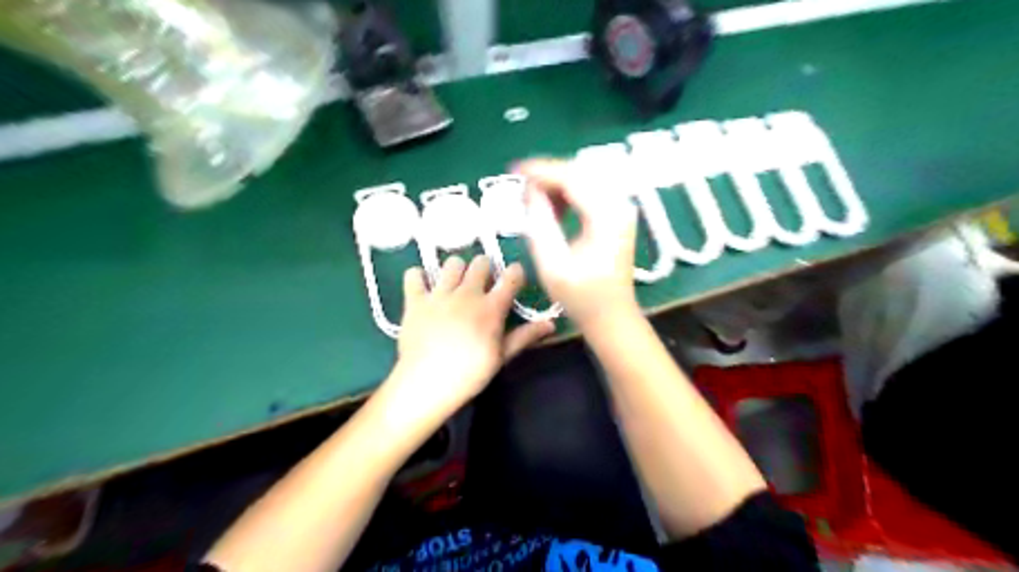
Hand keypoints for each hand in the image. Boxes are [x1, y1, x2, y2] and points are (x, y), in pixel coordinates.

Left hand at [384, 256, 556, 420]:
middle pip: (481, 262)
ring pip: (451, 263)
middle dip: (485, 268)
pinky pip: (414, 275)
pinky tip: (424, 288)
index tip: (513, 279)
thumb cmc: (470, 374)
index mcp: (491, 307)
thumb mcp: (502, 357)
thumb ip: (525, 336)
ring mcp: (439, 294)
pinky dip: (419, 277)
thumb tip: (551, 325)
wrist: (427, 384)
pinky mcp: (415, 300)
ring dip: (456, 270)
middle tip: (482, 284)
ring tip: (455, 284)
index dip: (515, 273)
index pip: (511, 276)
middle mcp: (467, 294)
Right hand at [518, 159, 634, 330]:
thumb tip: (529, 192)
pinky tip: (553, 207)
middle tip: (520, 186)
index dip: (541, 171)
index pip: (572, 178)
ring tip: (532, 199)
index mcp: (606, 216)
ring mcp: (620, 209)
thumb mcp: (552, 265)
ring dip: (556, 183)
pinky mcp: (616, 216)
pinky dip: (568, 193)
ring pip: (584, 179)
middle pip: (580, 172)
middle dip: (547, 174)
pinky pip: (589, 191)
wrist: (612, 316)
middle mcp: (618, 205)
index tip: (513, 171)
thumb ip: (539, 224)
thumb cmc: (581, 297)